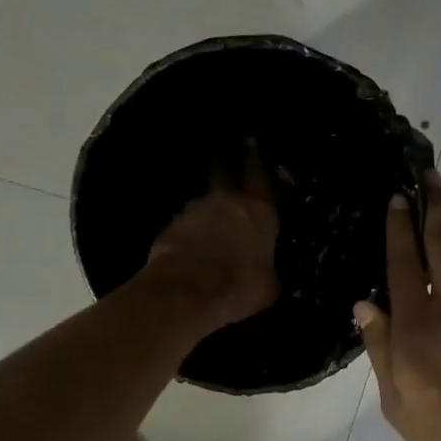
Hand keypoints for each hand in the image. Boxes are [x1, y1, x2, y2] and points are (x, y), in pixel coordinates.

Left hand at [143, 151, 279, 331]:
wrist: (187, 295)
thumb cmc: (239, 289)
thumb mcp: (269, 284)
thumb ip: (268, 266)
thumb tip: (265, 269)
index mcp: (259, 212)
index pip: (260, 174)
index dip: (257, 158)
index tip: (253, 145)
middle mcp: (227, 201)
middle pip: (224, 171)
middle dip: (226, 164)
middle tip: (227, 160)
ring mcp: (194, 210)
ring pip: (203, 198)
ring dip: (207, 204)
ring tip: (209, 215)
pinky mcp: (171, 226)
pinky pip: (184, 220)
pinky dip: (189, 226)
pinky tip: (190, 239)